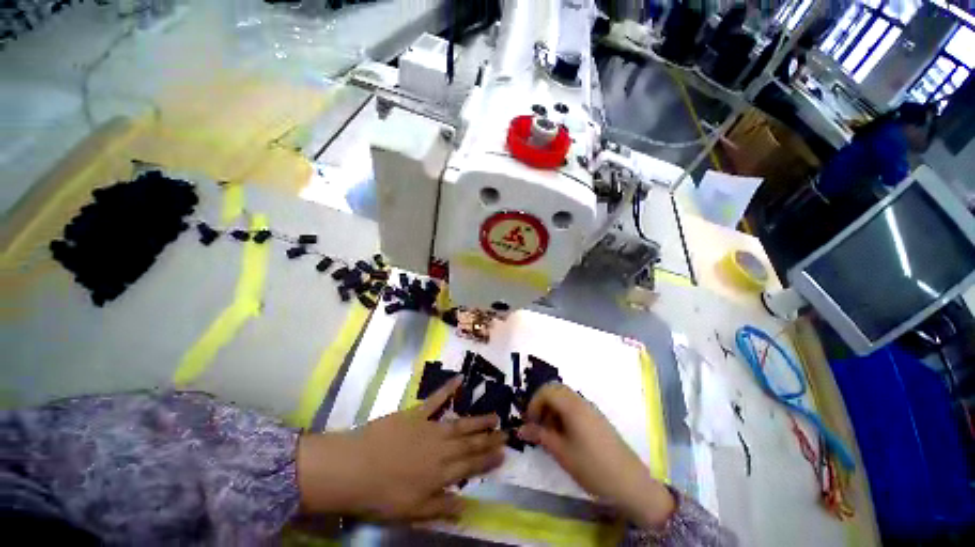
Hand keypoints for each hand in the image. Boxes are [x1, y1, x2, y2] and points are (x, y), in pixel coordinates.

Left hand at [297, 376, 505, 521]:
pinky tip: (460, 379)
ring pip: (459, 424)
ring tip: (494, 415)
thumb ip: (440, 507)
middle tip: (506, 432)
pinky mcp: (416, 413)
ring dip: (478, 420)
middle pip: (470, 443)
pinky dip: (448, 389)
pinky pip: (435, 399)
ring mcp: (429, 428)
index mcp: (439, 474)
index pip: (470, 467)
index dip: (488, 460)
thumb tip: (466, 506)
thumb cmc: (379, 495)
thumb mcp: (410, 512)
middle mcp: (440, 449)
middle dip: (489, 438)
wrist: (353, 468)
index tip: (503, 454)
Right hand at [518, 383, 674, 528]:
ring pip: (565, 398)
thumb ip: (540, 436)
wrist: (630, 482)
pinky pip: (575, 407)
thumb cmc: (592, 466)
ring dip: (552, 410)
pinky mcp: (596, 419)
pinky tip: (565, 436)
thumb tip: (521, 428)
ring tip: (550, 433)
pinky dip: (564, 415)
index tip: (529, 423)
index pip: (546, 391)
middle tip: (538, 425)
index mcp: (572, 405)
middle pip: (555, 390)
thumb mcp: (561, 452)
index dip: (533, 404)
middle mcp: (581, 401)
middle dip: (542, 404)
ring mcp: (590, 409)